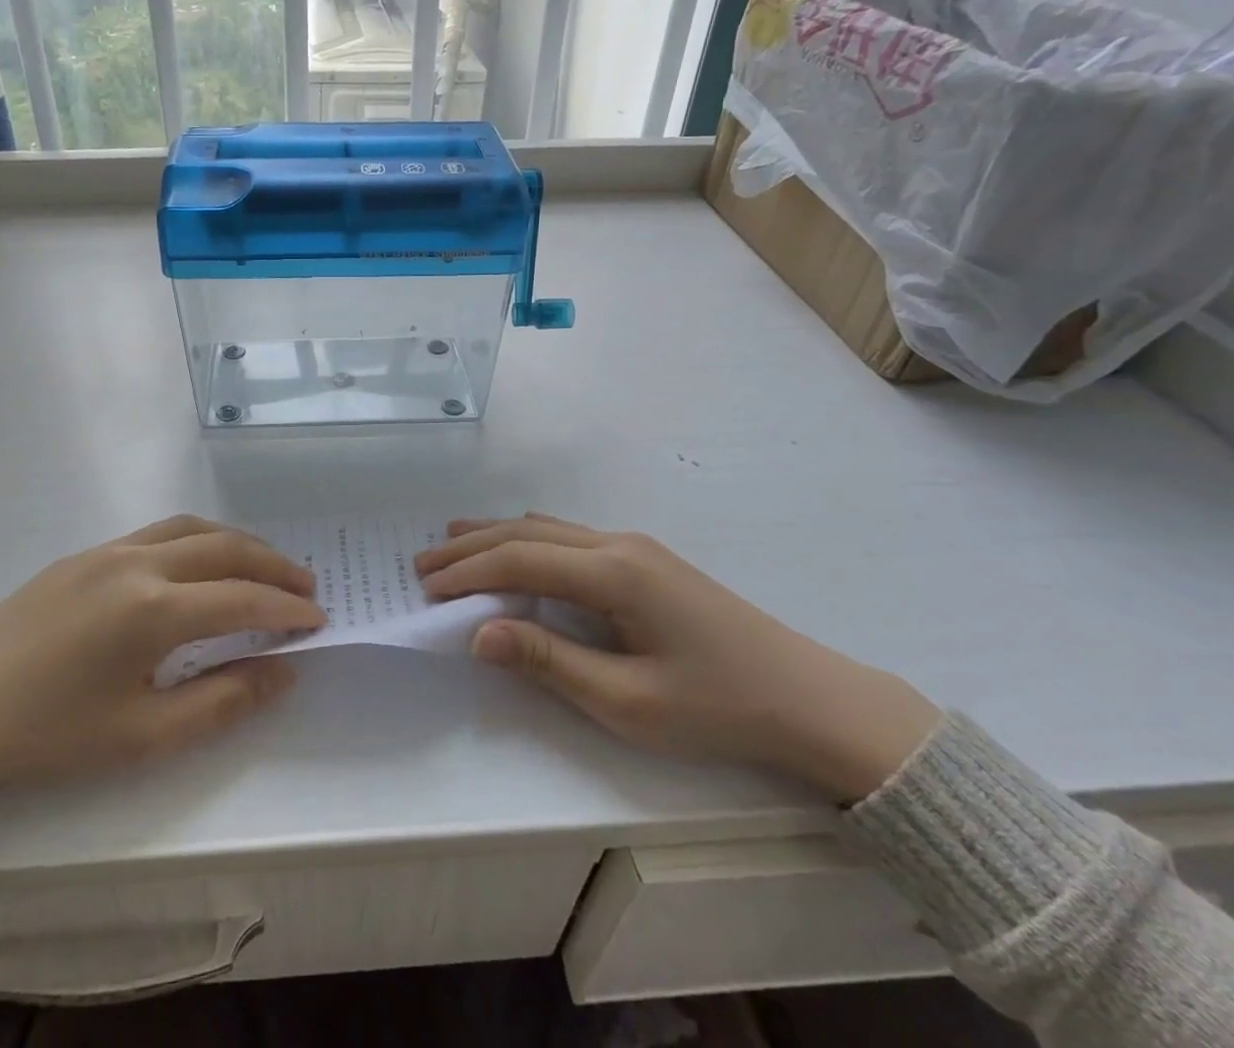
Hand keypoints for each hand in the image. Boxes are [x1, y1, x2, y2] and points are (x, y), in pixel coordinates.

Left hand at [0, 516, 325, 821]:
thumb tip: (282, 672)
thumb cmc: (49, 737)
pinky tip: (201, 564)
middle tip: (306, 586)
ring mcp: (108, 550)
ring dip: (237, 543)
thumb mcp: (143, 736)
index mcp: (153, 610)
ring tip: (264, 567)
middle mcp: (137, 563)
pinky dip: (198, 539)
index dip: (286, 609)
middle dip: (273, 565)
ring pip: (192, 527)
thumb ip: (222, 702)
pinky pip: (159, 531)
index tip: (318, 620)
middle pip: (226, 548)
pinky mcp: (85, 553)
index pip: (242, 599)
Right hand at [418, 514, 941, 801]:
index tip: (426, 589)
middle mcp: (617, 544)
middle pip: (526, 533)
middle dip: (471, 547)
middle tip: (423, 563)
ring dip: (497, 537)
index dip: (467, 573)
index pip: (518, 560)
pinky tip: (519, 548)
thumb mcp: (627, 701)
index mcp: (612, 573)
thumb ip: (549, 661)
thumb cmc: (717, 706)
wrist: (810, 699)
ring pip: (548, 528)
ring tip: (453, 543)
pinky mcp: (646, 560)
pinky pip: (570, 536)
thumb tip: (479, 633)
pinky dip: (529, 540)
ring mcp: (635, 546)